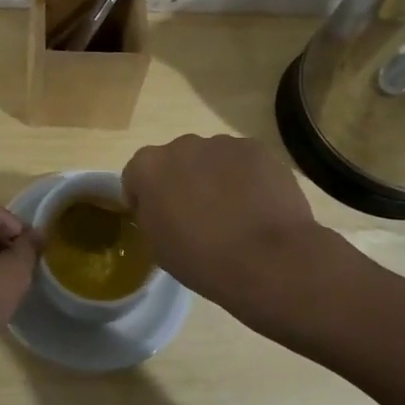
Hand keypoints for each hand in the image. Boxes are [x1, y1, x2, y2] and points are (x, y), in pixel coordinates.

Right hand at [122, 134, 346, 322]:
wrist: (268, 261)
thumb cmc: (203, 260)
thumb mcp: (158, 245)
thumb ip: (151, 213)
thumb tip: (160, 204)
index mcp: (149, 167)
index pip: (135, 174)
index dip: (143, 196)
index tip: (159, 218)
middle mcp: (182, 145)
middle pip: (175, 160)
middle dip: (181, 180)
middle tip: (197, 214)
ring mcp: (222, 144)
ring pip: (211, 157)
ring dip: (214, 176)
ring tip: (234, 212)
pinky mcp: (257, 149)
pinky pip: (243, 161)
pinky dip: (246, 177)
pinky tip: (257, 206)